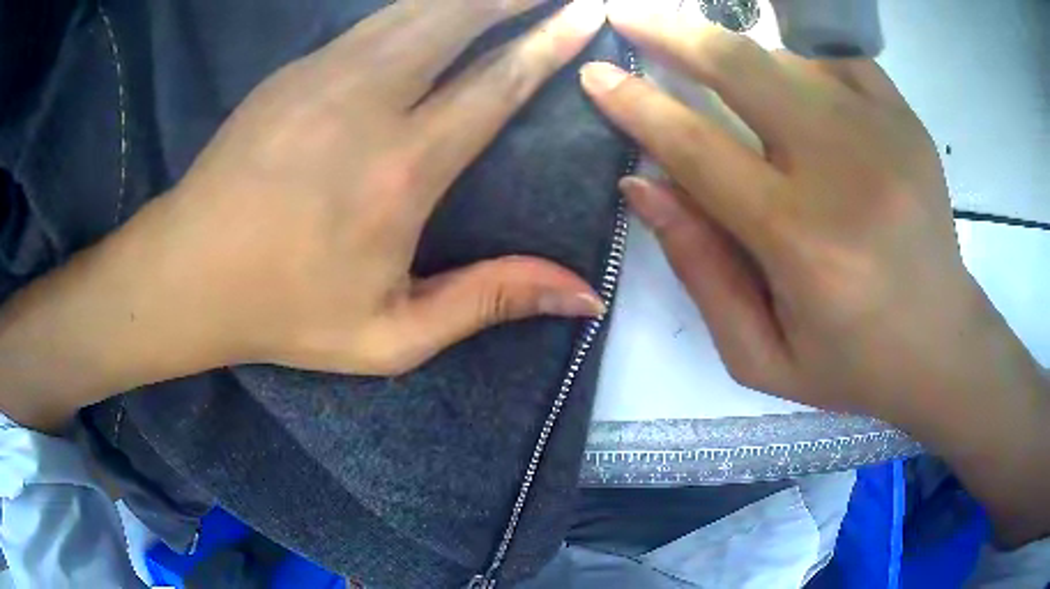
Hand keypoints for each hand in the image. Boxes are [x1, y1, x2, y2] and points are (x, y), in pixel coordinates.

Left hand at [0, 0, 607, 428]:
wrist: (186, 275)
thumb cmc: (284, 312)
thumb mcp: (392, 337)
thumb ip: (490, 302)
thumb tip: (585, 297)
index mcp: (400, 170)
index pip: (496, 84)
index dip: (548, 43)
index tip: (583, 13)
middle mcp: (367, 103)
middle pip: (455, 18)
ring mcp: (322, 75)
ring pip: (413, 8)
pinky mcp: (293, 71)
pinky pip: (373, 20)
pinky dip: (418, 6)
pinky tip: (437, 8)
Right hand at [582, 3, 1049, 544]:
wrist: (943, 345)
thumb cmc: (853, 365)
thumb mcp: (761, 356)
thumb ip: (701, 271)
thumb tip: (644, 187)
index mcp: (802, 241)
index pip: (697, 148)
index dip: (636, 105)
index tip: (596, 76)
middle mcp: (843, 169)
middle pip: (740, 66)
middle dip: (672, 32)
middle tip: (628, 15)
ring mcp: (882, 131)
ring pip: (783, 56)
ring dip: (736, 55)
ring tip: (713, 68)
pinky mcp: (905, 118)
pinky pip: (832, 56)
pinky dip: (795, 56)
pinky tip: (786, 79)